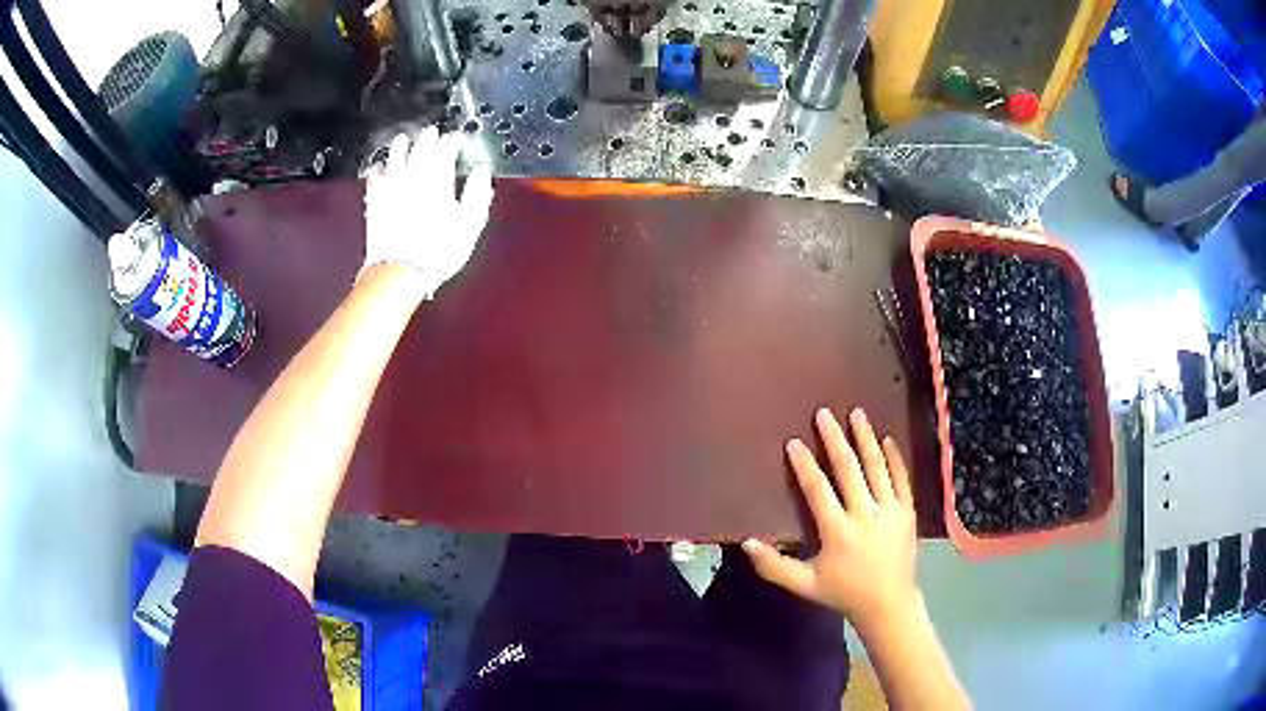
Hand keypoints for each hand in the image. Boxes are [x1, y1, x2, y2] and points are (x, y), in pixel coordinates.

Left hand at [362, 127, 493, 297]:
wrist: (399, 271)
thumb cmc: (438, 250)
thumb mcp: (470, 223)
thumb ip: (477, 192)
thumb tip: (482, 171)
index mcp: (438, 178)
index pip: (447, 147)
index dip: (454, 140)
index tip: (460, 140)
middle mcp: (413, 176)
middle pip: (419, 147)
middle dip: (428, 137)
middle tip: (433, 133)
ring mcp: (391, 187)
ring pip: (394, 156)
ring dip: (400, 146)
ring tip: (403, 140)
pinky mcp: (375, 201)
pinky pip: (374, 177)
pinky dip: (378, 168)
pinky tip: (378, 167)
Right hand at [744, 408, 920, 632]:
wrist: (889, 604)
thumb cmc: (843, 593)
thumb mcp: (804, 585)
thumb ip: (774, 566)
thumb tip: (747, 542)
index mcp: (838, 532)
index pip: (818, 490)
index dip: (805, 465)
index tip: (794, 442)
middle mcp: (865, 515)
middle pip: (849, 470)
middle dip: (835, 439)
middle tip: (824, 414)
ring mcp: (890, 512)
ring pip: (877, 468)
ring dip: (866, 439)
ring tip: (857, 413)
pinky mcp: (907, 513)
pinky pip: (902, 479)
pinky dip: (894, 458)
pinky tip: (887, 439)